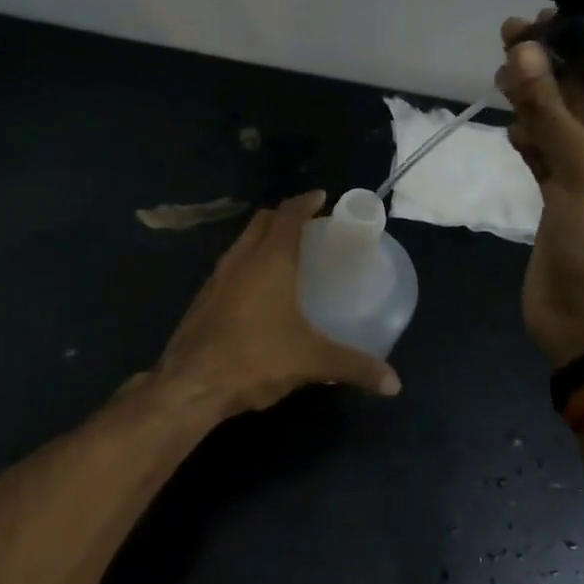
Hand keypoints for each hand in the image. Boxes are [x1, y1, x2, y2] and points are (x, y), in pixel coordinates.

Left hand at [155, 190, 401, 416]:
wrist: (190, 385)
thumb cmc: (255, 359)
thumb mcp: (312, 362)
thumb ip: (354, 366)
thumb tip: (394, 383)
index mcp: (270, 259)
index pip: (288, 214)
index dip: (306, 201)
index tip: (322, 198)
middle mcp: (242, 258)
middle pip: (263, 221)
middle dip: (285, 216)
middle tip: (310, 226)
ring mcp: (217, 277)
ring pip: (243, 241)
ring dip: (264, 238)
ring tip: (287, 254)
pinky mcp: (203, 298)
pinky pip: (230, 265)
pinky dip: (248, 262)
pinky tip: (260, 290)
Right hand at [497, 13, 583, 365]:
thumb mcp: (581, 168)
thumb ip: (550, 108)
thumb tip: (526, 50)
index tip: (546, 22)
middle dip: (551, 68)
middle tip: (510, 35)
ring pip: (560, 123)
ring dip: (534, 99)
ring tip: (502, 72)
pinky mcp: (561, 198)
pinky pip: (545, 153)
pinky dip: (528, 136)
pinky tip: (510, 125)